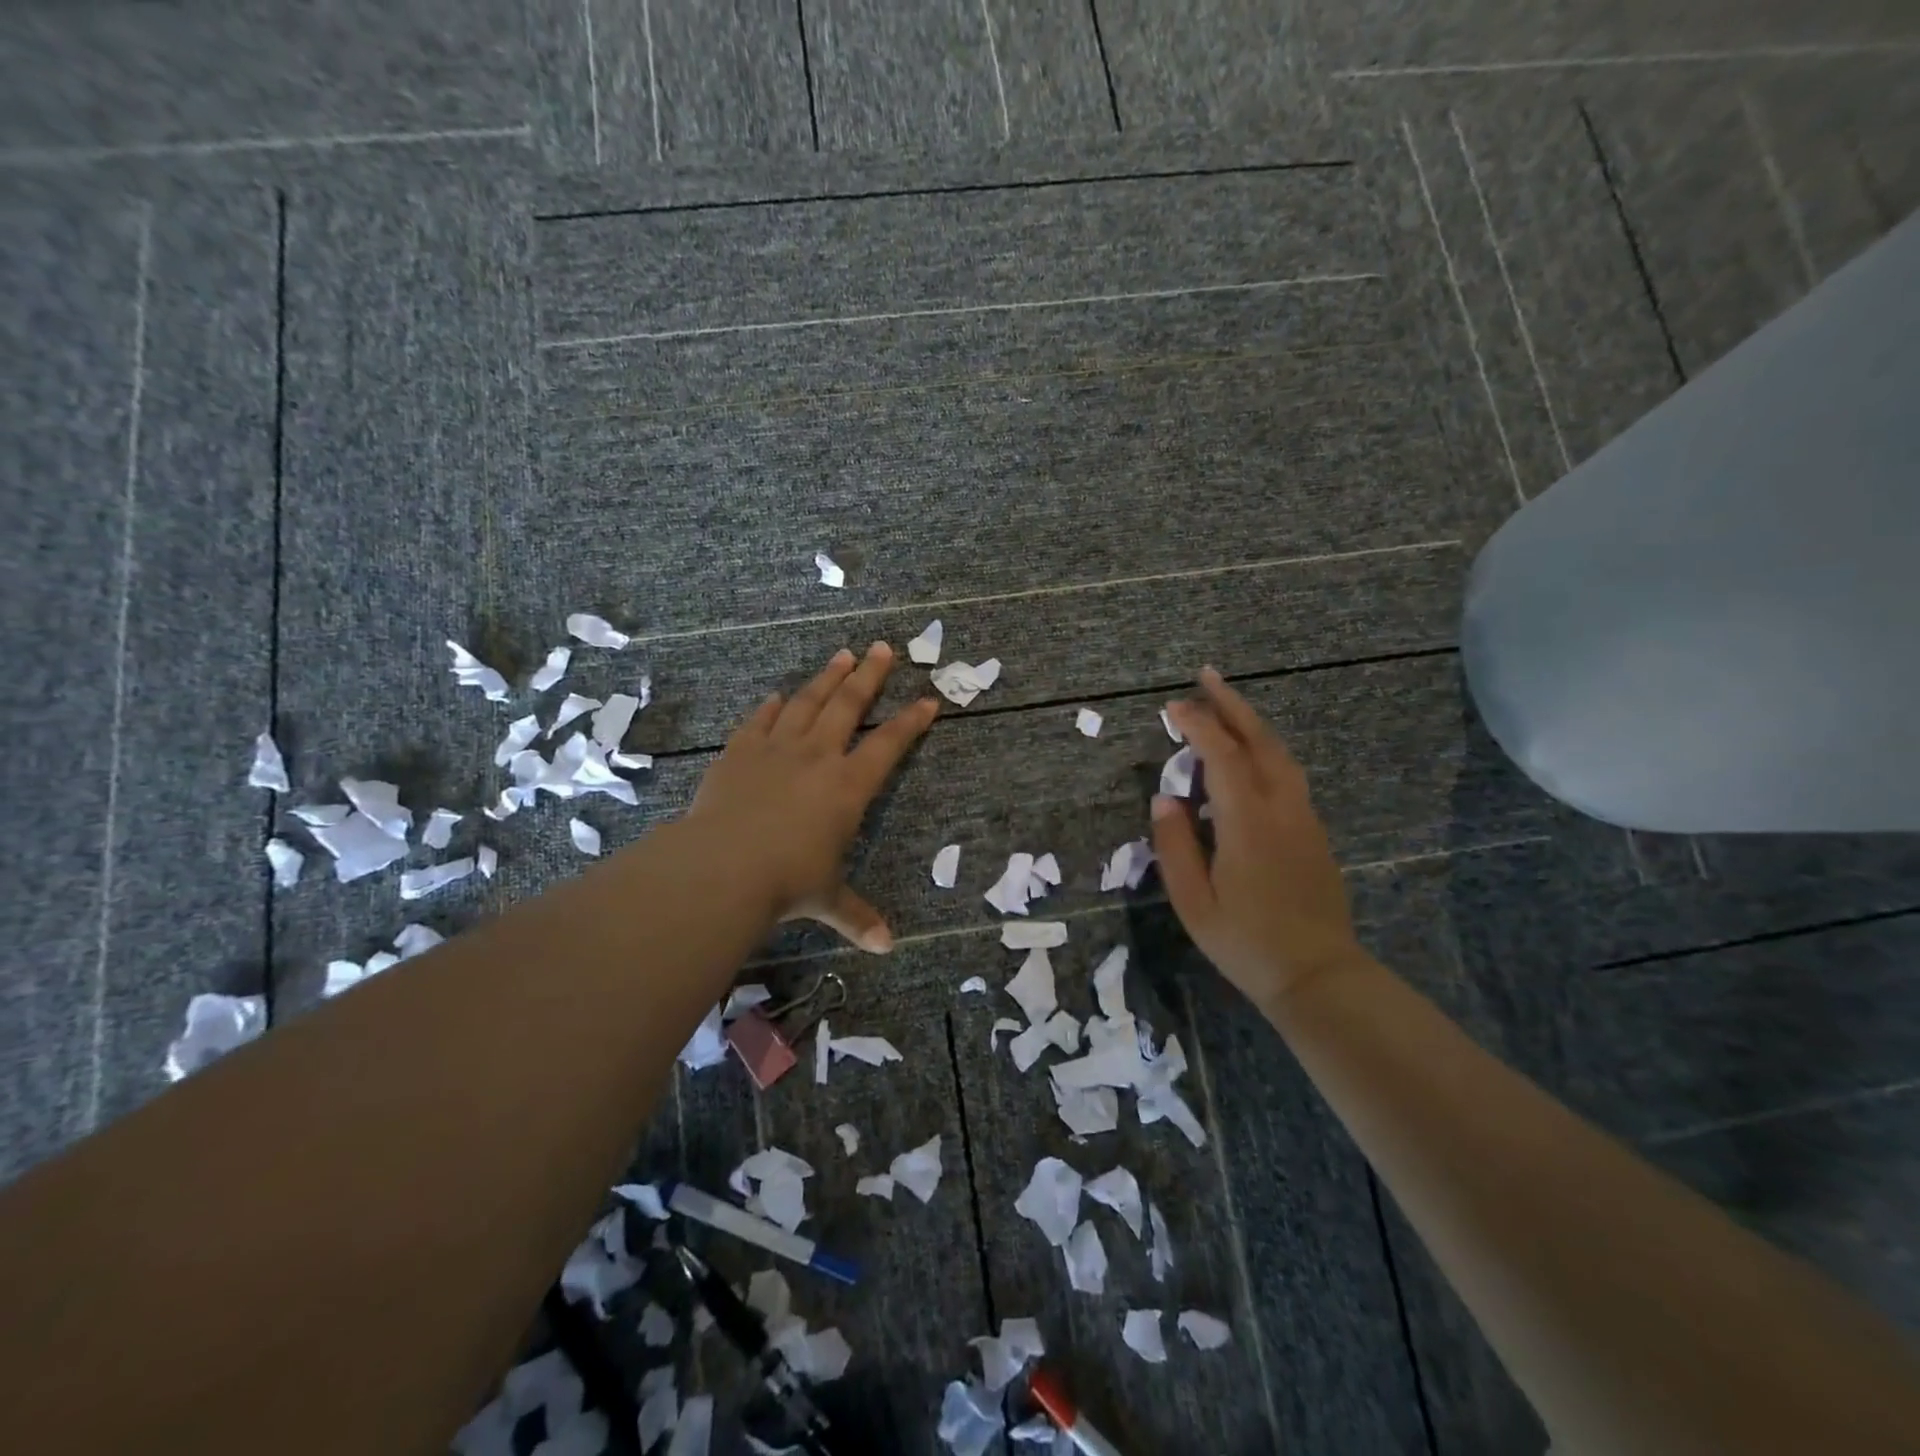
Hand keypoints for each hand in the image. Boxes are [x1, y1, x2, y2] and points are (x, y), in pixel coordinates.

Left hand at [687, 643, 938, 952]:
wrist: (722, 866)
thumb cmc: (787, 881)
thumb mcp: (827, 899)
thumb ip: (857, 915)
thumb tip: (887, 947)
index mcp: (847, 787)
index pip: (888, 745)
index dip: (910, 722)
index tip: (928, 700)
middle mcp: (817, 757)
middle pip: (849, 705)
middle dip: (869, 676)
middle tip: (883, 648)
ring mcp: (777, 749)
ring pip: (808, 702)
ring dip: (827, 678)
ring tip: (842, 655)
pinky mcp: (740, 751)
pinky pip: (761, 720)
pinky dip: (773, 706)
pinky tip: (780, 694)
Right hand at [1150, 667, 1363, 1009]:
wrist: (1318, 975)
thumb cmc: (1246, 942)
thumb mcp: (1194, 902)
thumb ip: (1175, 845)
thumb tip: (1163, 798)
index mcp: (1247, 821)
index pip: (1220, 755)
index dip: (1197, 725)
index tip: (1172, 708)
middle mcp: (1280, 807)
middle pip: (1258, 740)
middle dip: (1231, 704)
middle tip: (1206, 677)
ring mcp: (1303, 817)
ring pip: (1280, 753)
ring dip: (1251, 723)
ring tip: (1226, 705)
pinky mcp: (1313, 831)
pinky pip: (1287, 773)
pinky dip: (1264, 748)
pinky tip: (1248, 755)